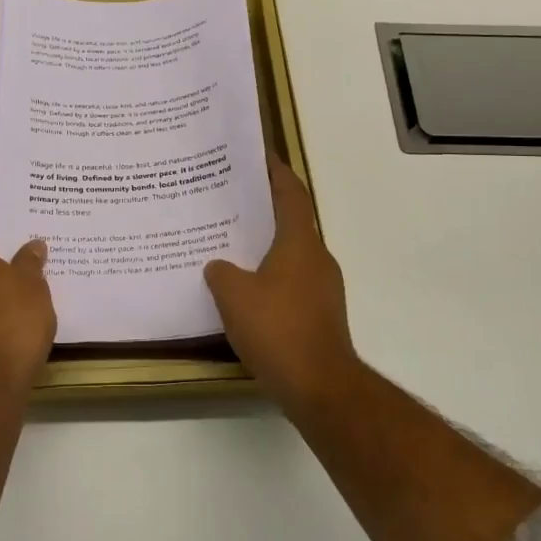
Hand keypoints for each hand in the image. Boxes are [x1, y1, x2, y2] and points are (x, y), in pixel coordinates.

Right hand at [204, 156, 357, 410]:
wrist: (320, 386)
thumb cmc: (278, 329)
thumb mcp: (234, 295)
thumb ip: (221, 273)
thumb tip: (218, 266)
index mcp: (300, 243)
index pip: (291, 193)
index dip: (276, 171)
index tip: (259, 154)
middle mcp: (317, 258)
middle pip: (291, 222)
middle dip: (263, 209)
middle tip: (230, 200)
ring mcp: (322, 288)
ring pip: (291, 254)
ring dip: (265, 246)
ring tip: (230, 244)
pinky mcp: (320, 314)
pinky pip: (291, 282)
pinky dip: (270, 277)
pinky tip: (244, 290)